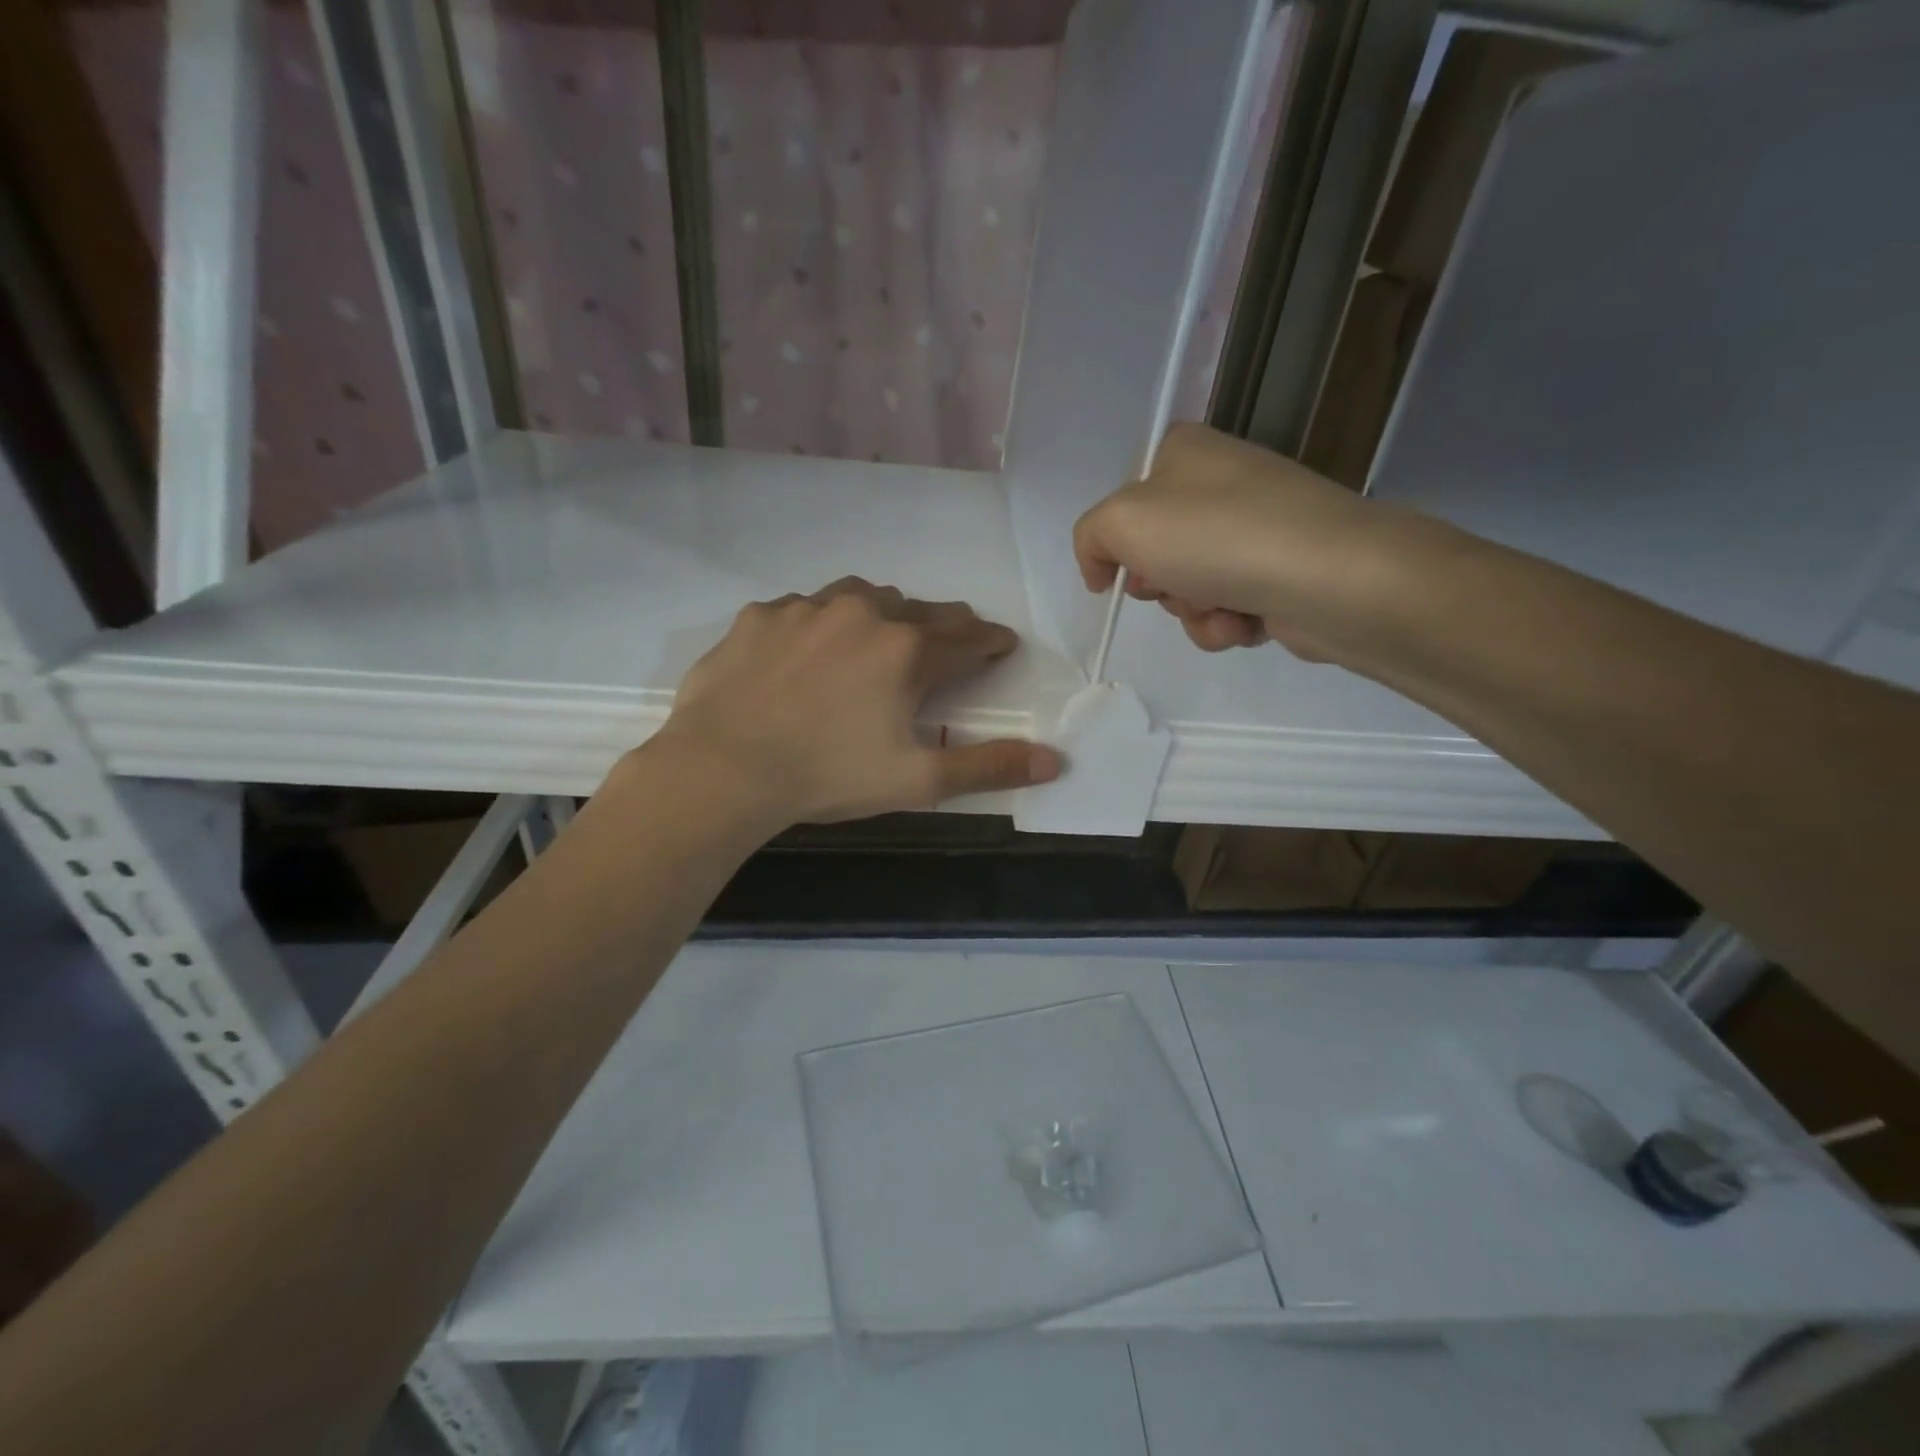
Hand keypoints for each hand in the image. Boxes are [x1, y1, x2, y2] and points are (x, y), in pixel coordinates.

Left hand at [654, 578, 1062, 825]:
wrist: (723, 770)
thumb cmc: (828, 777)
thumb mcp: (918, 781)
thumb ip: (988, 766)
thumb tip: (1055, 761)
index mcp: (907, 651)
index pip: (967, 639)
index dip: (991, 643)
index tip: (1003, 645)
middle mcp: (864, 613)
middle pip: (921, 611)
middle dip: (945, 626)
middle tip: (954, 639)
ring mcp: (807, 608)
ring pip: (864, 596)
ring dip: (885, 612)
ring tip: (885, 633)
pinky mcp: (762, 615)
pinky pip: (805, 608)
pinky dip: (823, 622)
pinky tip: (812, 648)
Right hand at [1074, 422, 1404, 660]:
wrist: (1329, 577)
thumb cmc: (1216, 536)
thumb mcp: (1122, 523)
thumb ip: (1091, 537)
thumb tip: (1104, 570)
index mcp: (1184, 452)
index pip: (1124, 501)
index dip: (1116, 543)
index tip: (1118, 572)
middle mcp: (1220, 483)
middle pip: (1155, 551)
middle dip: (1159, 583)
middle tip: (1174, 584)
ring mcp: (1256, 528)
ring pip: (1189, 587)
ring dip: (1193, 611)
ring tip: (1222, 607)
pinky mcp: (1281, 572)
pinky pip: (1226, 608)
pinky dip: (1226, 624)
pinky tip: (1246, 622)